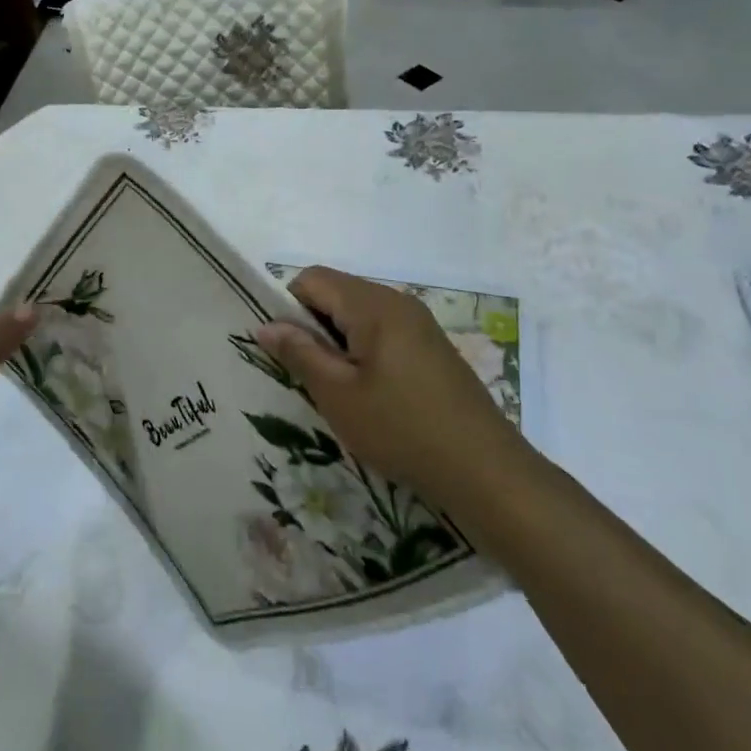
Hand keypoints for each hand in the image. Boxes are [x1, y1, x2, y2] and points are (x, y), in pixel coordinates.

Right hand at [255, 266, 517, 505]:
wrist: (485, 471)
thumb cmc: (402, 429)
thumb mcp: (338, 394)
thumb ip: (299, 352)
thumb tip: (265, 325)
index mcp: (373, 304)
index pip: (311, 278)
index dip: (290, 308)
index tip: (290, 352)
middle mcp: (397, 301)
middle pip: (336, 292)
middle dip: (314, 326)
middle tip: (312, 376)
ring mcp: (419, 323)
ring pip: (359, 314)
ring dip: (339, 342)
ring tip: (340, 389)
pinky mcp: (432, 346)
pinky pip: (383, 331)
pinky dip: (365, 352)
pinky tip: (372, 395)